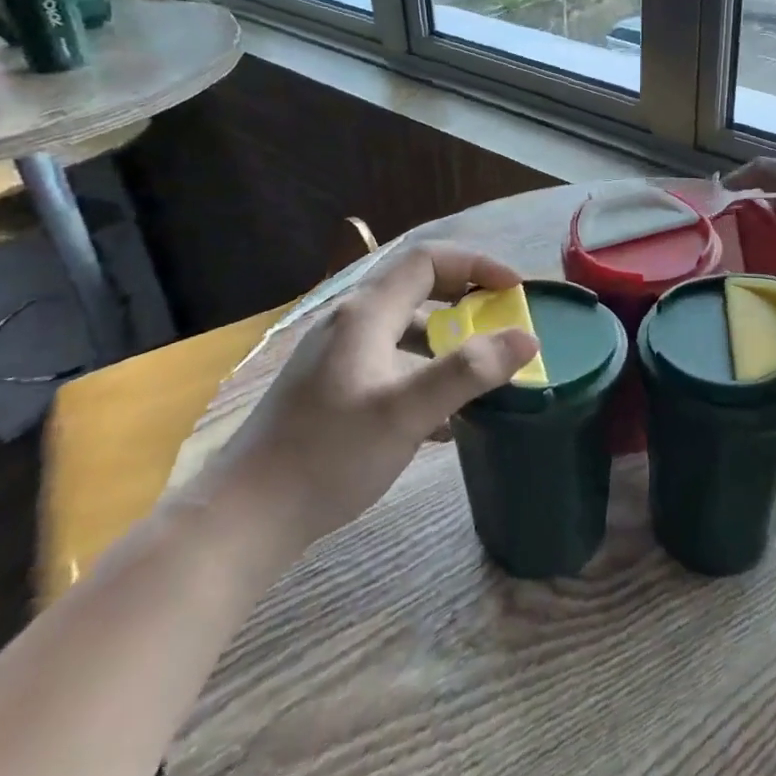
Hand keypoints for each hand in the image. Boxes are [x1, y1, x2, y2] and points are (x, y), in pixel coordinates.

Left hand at [224, 242, 539, 542]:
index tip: (515, 290)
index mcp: (365, 315)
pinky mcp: (331, 390)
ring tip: (481, 375)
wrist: (247, 515)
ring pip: (404, 331)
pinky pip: (390, 363)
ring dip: (447, 342)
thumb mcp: (407, 411)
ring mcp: (336, 357)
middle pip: (416, 290)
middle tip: (502, 324)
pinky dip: (424, 374)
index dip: (476, 264)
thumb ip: (469, 371)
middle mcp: (349, 324)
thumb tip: (528, 338)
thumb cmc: (330, 454)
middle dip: (466, 301)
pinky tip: (443, 419)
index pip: (427, 260)